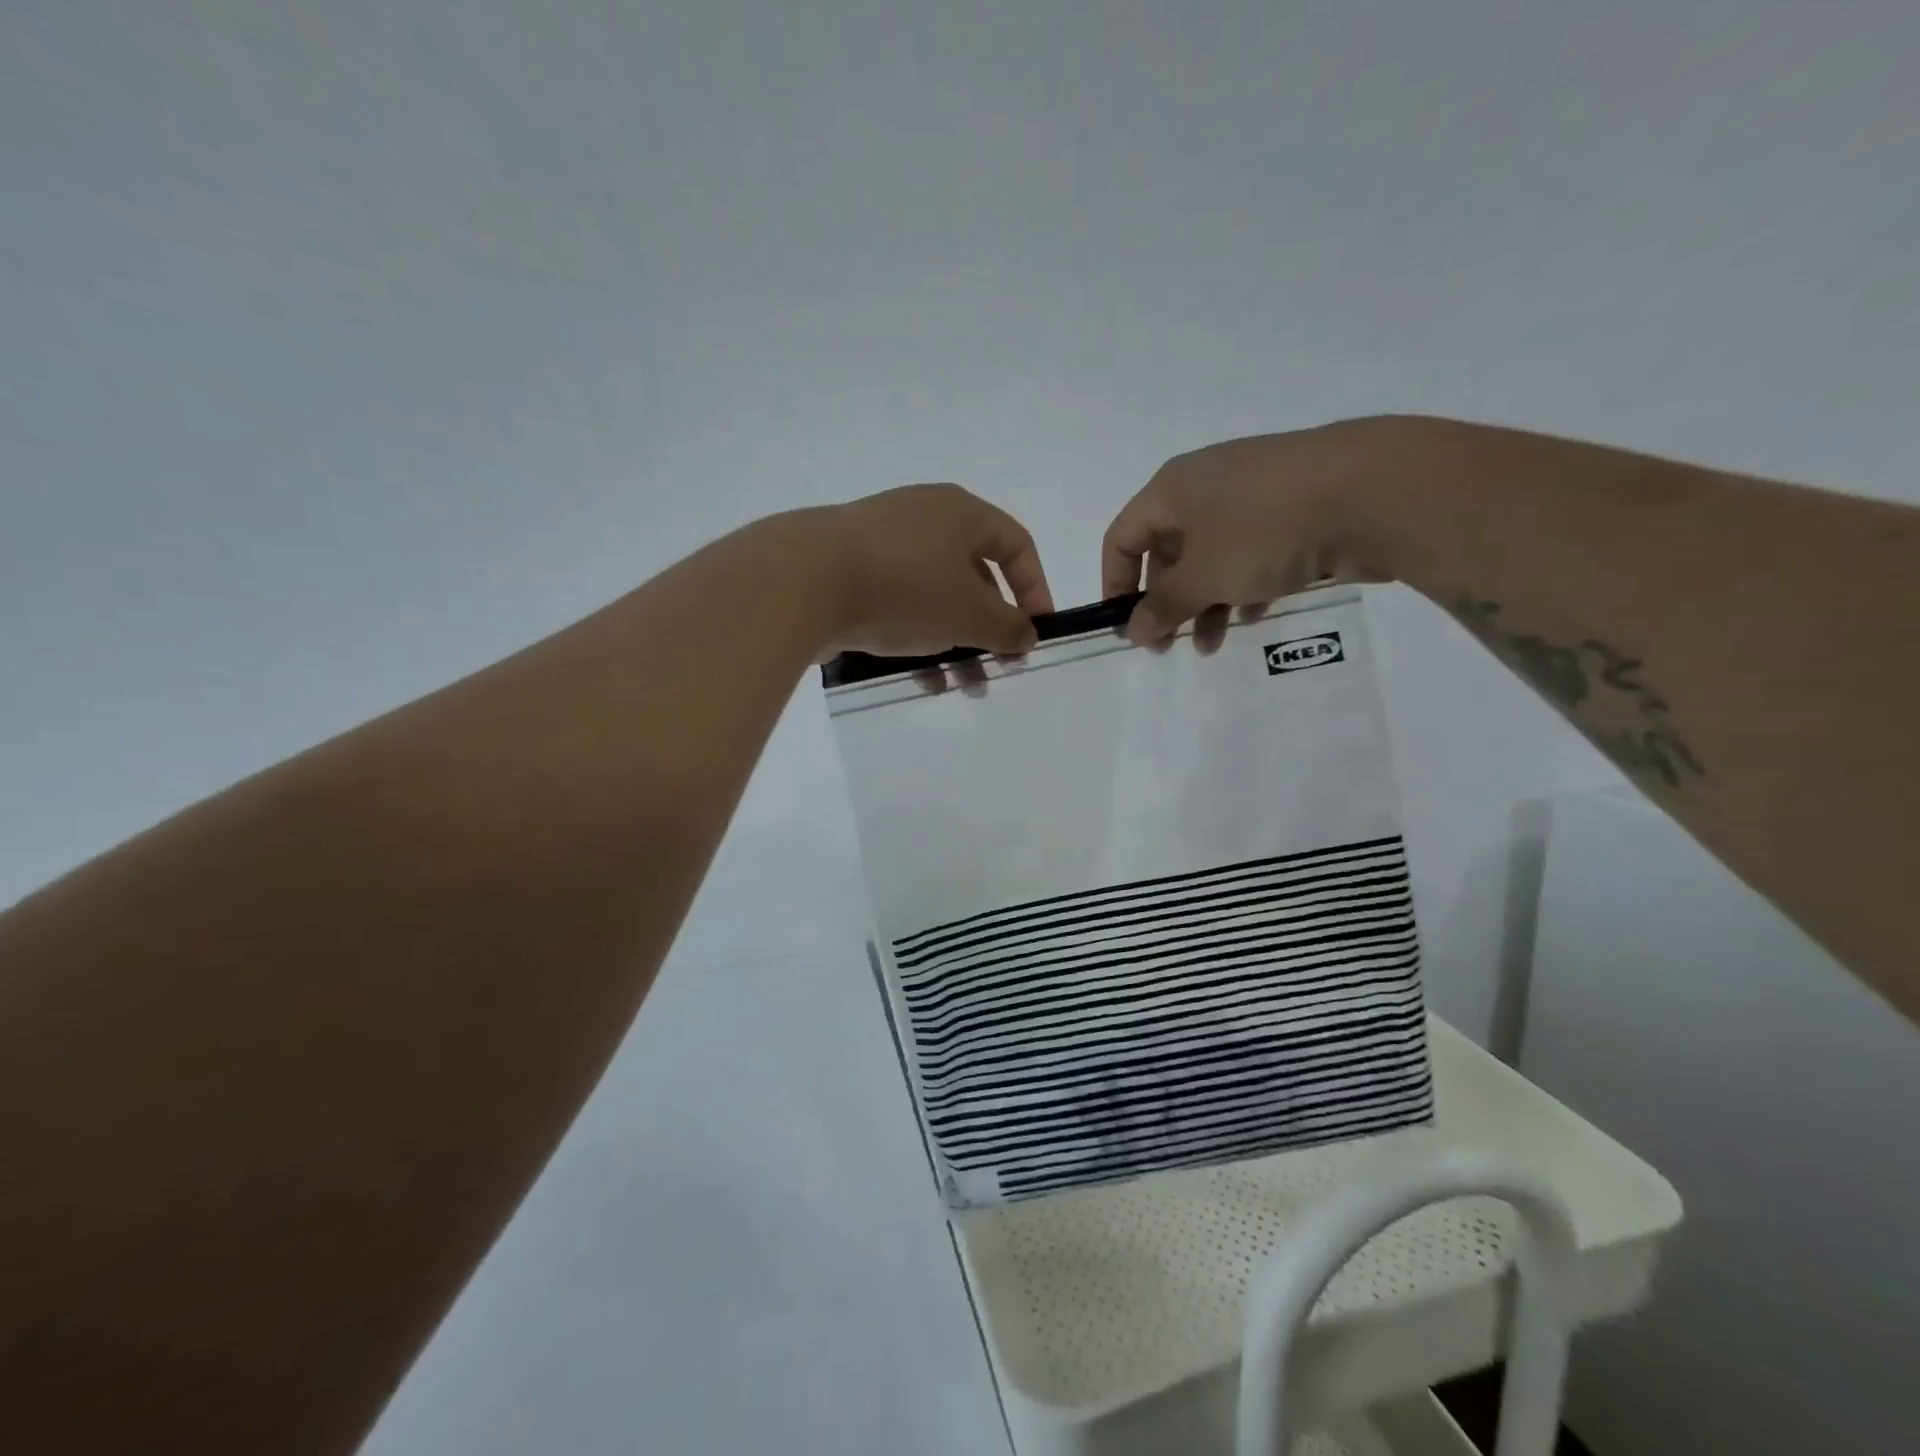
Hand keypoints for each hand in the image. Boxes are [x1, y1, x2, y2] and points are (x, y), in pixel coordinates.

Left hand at [821, 483, 1053, 657]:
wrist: (804, 581)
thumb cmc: (906, 587)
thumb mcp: (969, 614)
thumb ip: (1007, 627)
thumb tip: (1027, 635)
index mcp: (960, 513)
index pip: (1016, 544)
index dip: (1035, 589)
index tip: (1036, 632)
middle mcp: (924, 518)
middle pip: (974, 575)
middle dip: (989, 628)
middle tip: (997, 667)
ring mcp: (882, 543)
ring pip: (935, 596)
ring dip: (955, 642)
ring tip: (961, 685)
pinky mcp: (850, 570)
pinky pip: (898, 604)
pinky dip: (916, 638)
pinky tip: (920, 679)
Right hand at [1101, 419, 1401, 645]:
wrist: (1374, 490)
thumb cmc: (1264, 530)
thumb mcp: (1203, 576)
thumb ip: (1163, 607)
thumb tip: (1132, 631)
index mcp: (1172, 489)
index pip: (1122, 538)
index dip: (1116, 585)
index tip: (1127, 628)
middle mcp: (1206, 486)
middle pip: (1168, 551)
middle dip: (1168, 603)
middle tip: (1172, 645)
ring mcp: (1254, 494)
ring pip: (1212, 557)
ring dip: (1205, 604)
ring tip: (1213, 644)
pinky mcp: (1294, 509)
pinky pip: (1253, 553)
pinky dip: (1245, 586)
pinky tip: (1256, 614)